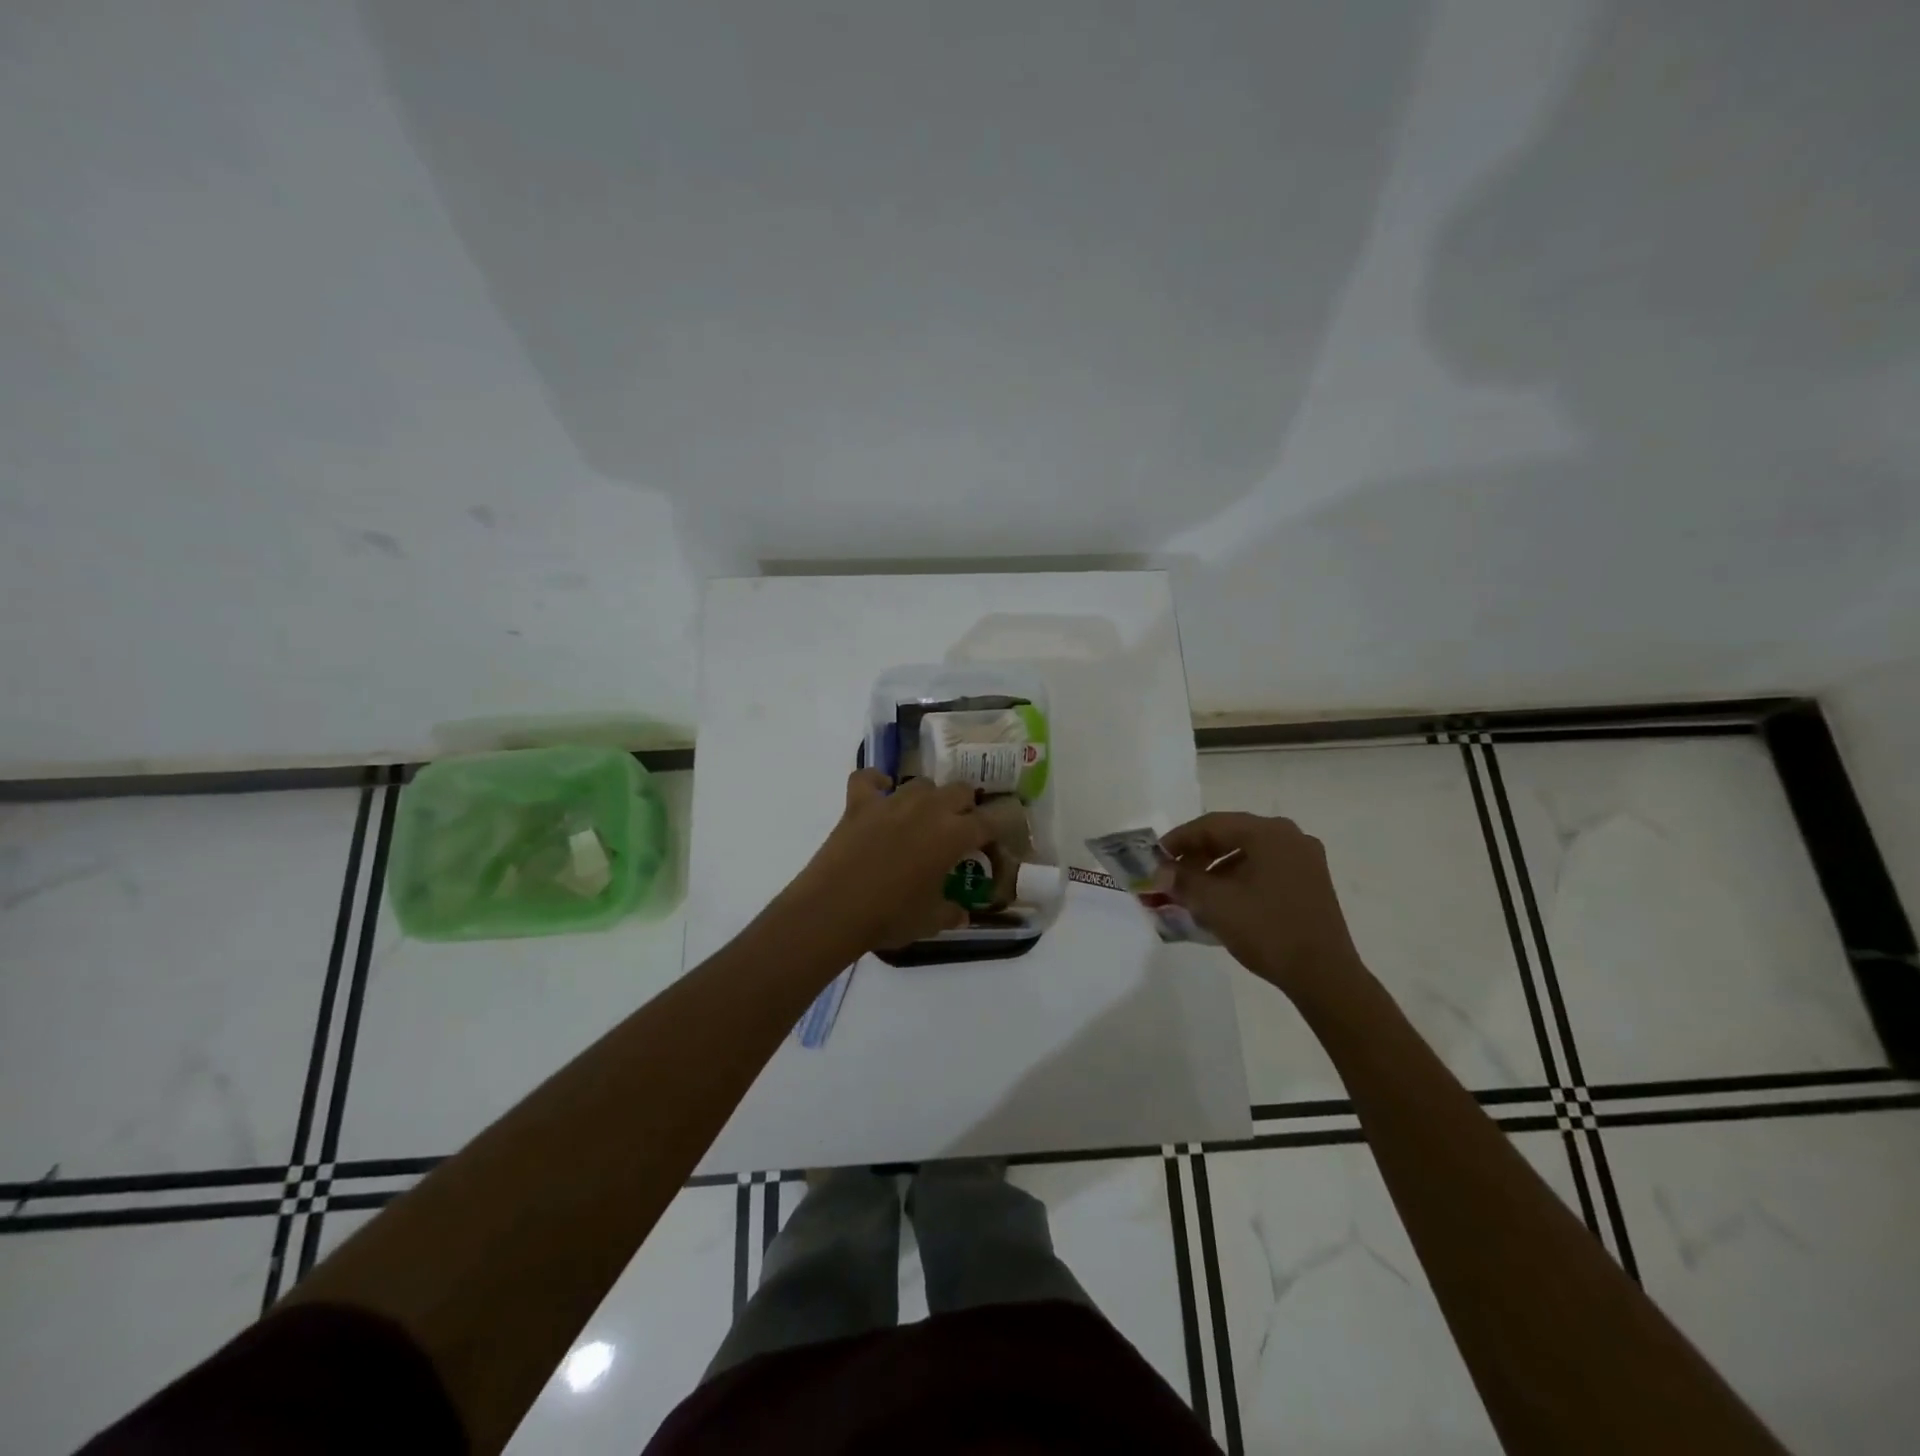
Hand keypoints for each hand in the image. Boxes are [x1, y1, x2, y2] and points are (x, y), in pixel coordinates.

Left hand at [787, 770, 991, 951]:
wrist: (834, 909)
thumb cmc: (891, 916)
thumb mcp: (931, 921)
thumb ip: (952, 913)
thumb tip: (963, 915)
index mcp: (954, 834)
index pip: (988, 822)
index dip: (993, 831)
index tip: (991, 842)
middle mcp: (928, 809)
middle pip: (959, 790)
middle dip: (964, 807)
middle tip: (957, 830)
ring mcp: (892, 801)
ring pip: (921, 783)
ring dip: (927, 797)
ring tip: (921, 817)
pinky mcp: (859, 803)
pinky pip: (868, 778)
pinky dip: (875, 782)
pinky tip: (879, 791)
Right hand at [1161, 812, 1365, 1001]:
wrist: (1324, 977)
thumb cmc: (1267, 931)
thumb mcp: (1216, 904)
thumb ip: (1183, 880)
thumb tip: (1160, 871)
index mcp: (1269, 833)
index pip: (1211, 825)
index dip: (1178, 840)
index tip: (1154, 858)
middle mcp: (1290, 837)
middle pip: (1230, 835)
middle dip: (1196, 855)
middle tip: (1170, 874)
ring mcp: (1304, 860)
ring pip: (1247, 853)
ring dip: (1215, 868)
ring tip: (1191, 890)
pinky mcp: (1309, 882)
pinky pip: (1264, 868)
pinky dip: (1237, 878)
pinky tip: (1220, 899)